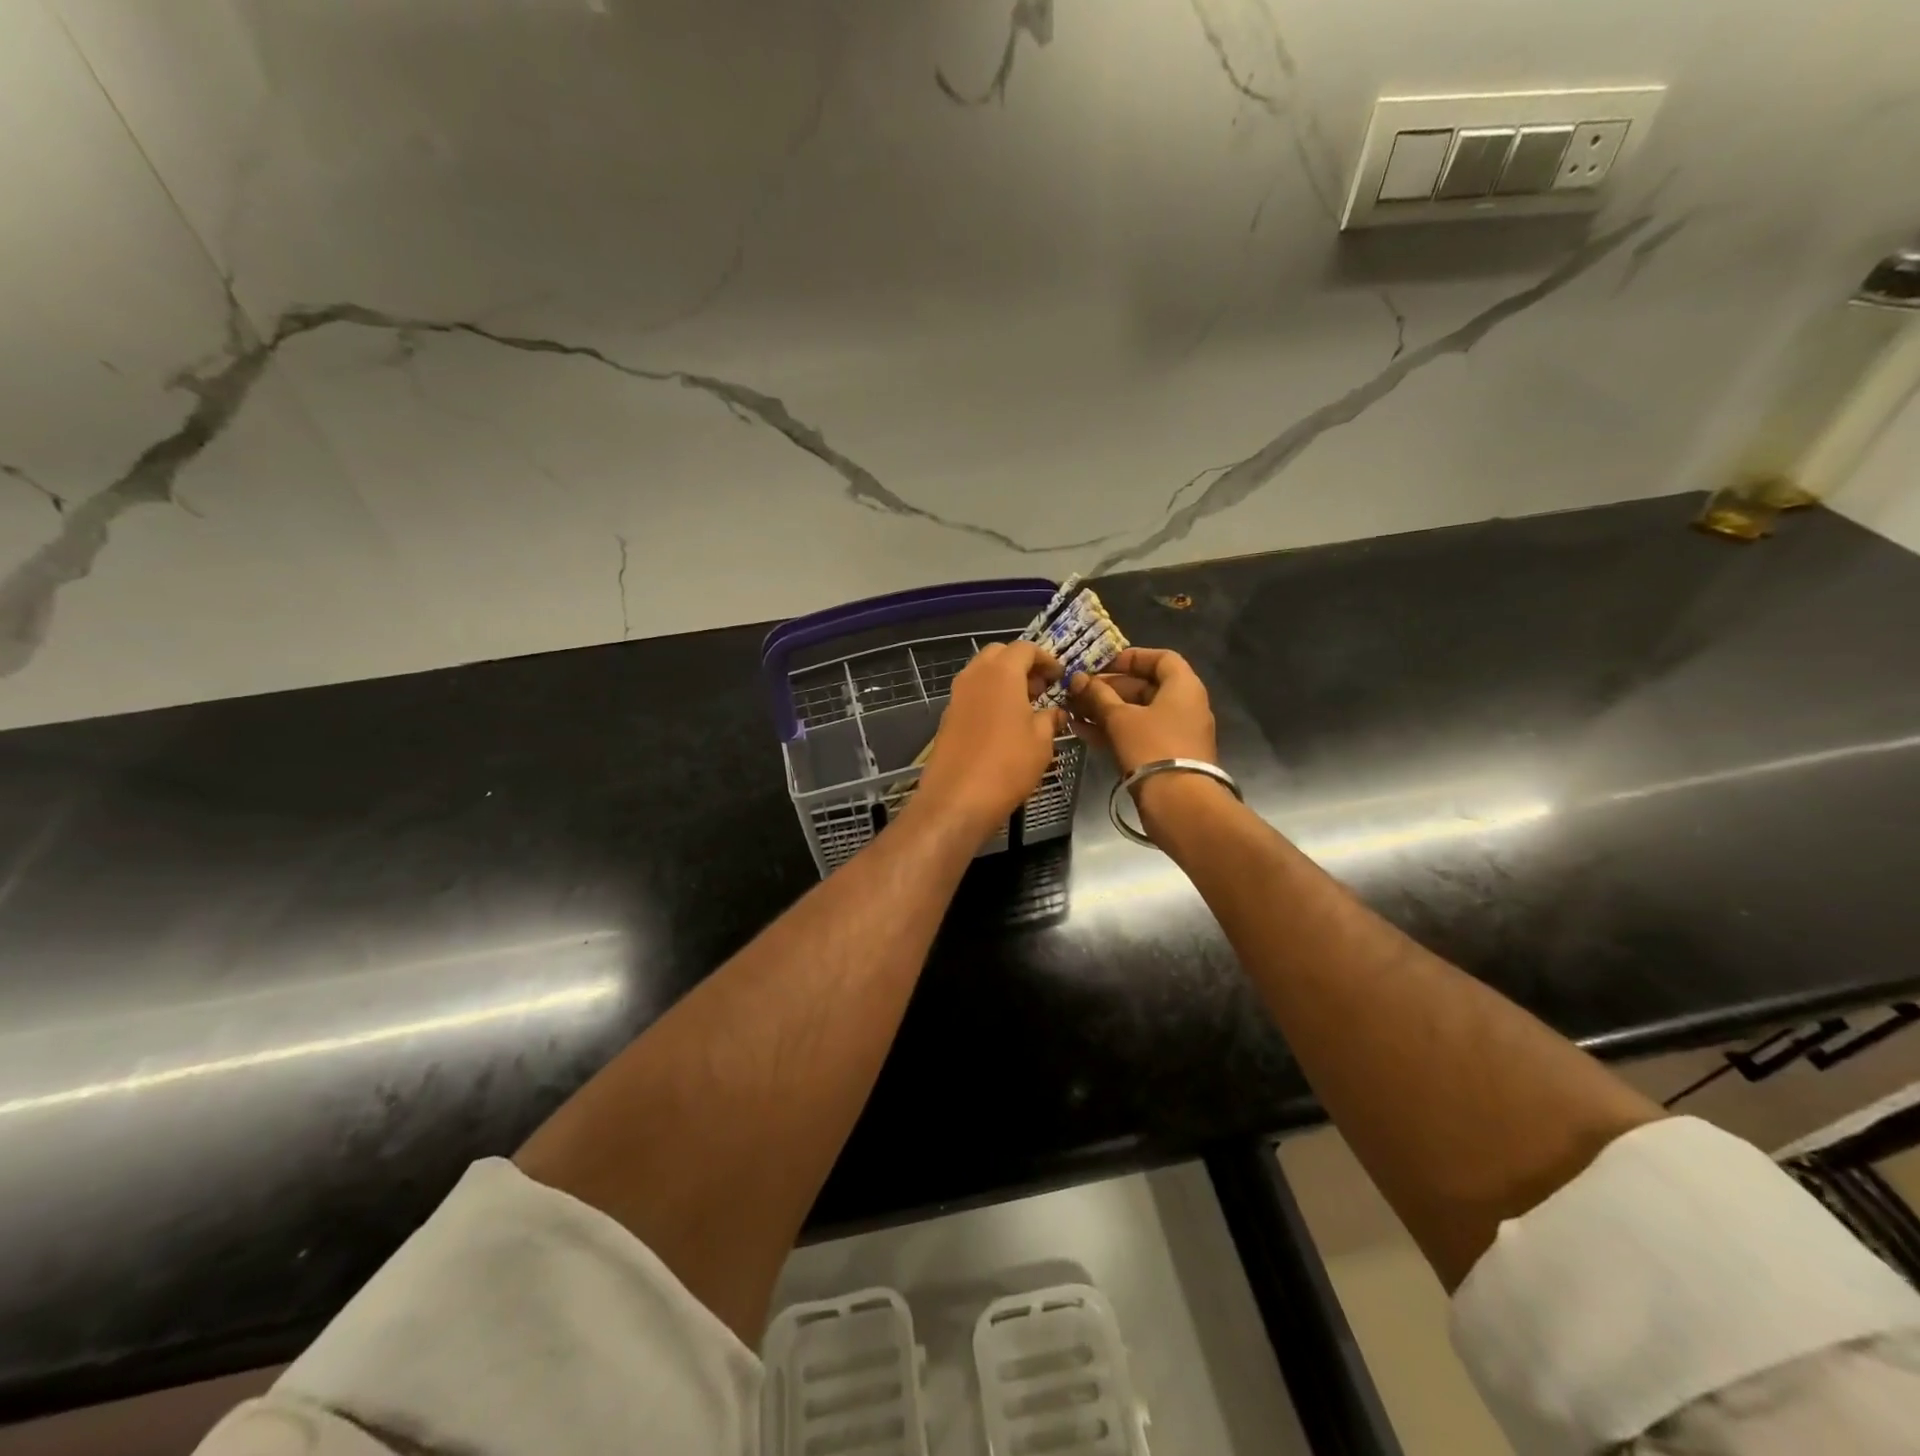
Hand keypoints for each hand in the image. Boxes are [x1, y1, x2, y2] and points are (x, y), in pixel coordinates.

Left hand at [915, 641, 1065, 835]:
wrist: (957, 798)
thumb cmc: (1007, 765)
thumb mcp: (1041, 742)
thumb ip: (1050, 719)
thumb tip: (1055, 713)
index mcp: (1001, 673)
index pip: (1025, 648)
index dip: (1045, 659)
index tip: (1059, 677)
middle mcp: (975, 675)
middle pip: (999, 654)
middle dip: (1021, 665)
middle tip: (1040, 688)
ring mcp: (957, 695)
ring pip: (982, 673)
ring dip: (1003, 681)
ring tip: (1025, 707)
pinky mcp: (947, 716)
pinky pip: (972, 694)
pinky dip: (989, 697)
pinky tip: (1003, 724)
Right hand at [1066, 647, 1217, 775]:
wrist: (1178, 803)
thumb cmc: (1152, 747)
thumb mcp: (1120, 718)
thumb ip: (1097, 695)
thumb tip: (1078, 679)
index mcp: (1183, 687)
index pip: (1161, 658)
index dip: (1131, 657)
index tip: (1102, 664)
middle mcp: (1184, 706)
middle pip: (1145, 686)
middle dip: (1109, 688)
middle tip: (1078, 690)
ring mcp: (1176, 733)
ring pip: (1137, 713)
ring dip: (1105, 710)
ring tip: (1072, 710)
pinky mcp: (1165, 756)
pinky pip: (1137, 734)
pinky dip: (1112, 730)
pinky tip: (1081, 731)